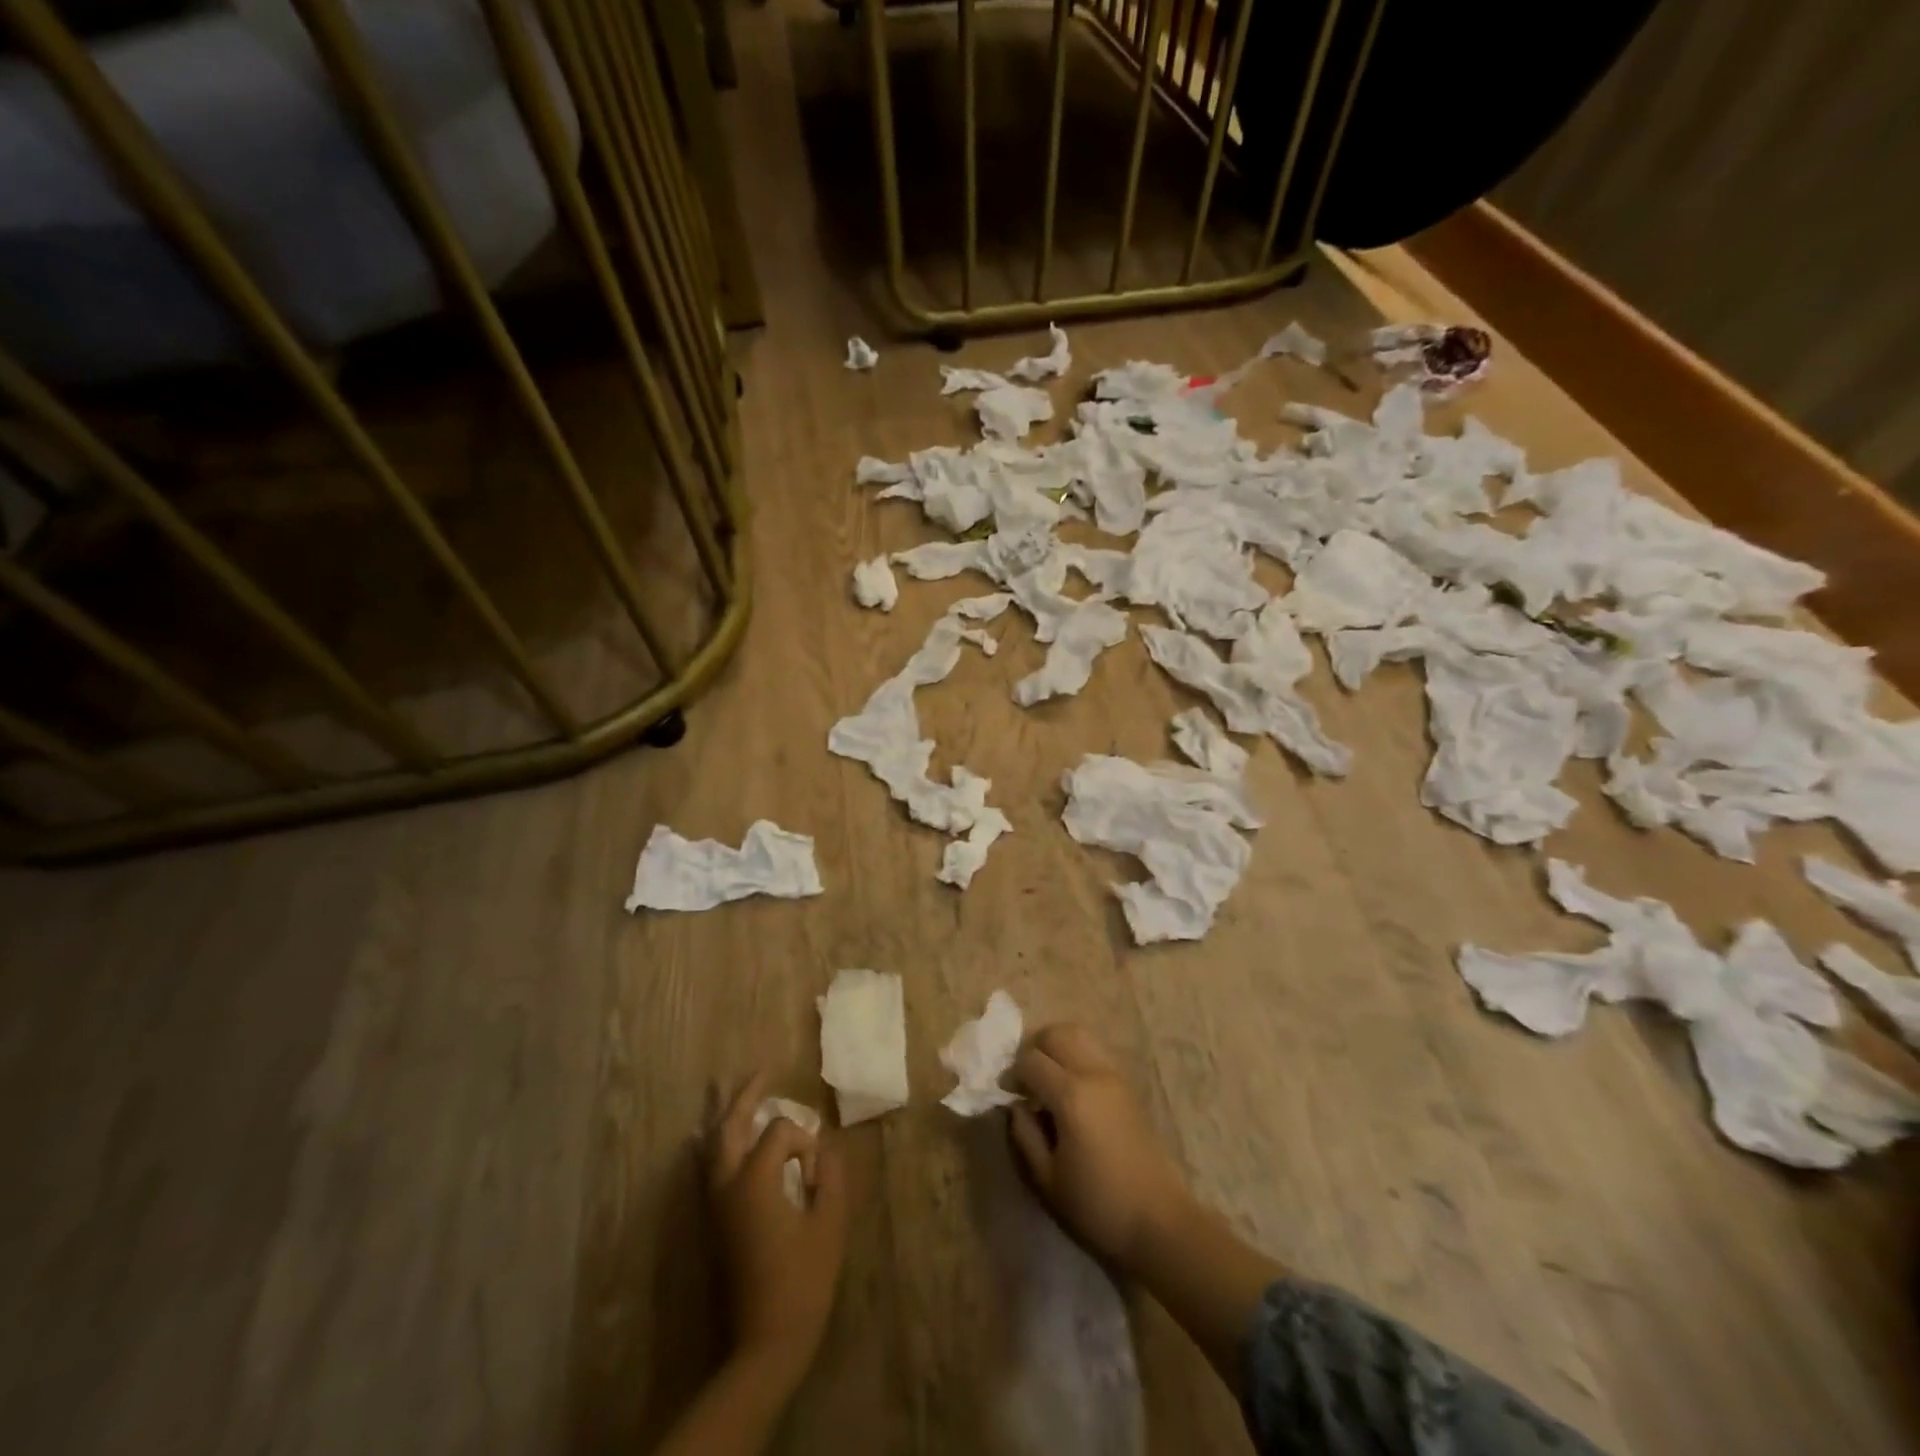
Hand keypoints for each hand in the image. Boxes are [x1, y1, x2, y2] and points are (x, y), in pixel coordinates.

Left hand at [708, 1074, 849, 1386]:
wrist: (767, 1339)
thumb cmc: (804, 1279)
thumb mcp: (829, 1222)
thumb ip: (829, 1175)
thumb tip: (822, 1146)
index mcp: (755, 1179)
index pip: (780, 1131)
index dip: (804, 1143)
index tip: (816, 1173)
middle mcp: (728, 1183)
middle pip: (730, 1124)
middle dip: (746, 1094)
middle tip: (762, 1070)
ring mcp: (715, 1202)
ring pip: (713, 1143)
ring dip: (726, 1113)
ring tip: (731, 1087)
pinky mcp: (714, 1219)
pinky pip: (707, 1166)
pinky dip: (713, 1142)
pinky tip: (713, 1133)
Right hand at [1008, 1024, 1196, 1271]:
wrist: (1160, 1223)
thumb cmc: (1098, 1207)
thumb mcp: (1047, 1180)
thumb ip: (1025, 1135)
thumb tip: (1016, 1106)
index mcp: (1071, 1095)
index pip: (1031, 1061)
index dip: (1012, 1073)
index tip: (1006, 1094)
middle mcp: (1094, 1074)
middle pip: (1057, 1033)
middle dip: (1034, 1048)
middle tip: (1025, 1079)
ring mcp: (1115, 1077)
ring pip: (1080, 1035)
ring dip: (1057, 1047)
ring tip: (1047, 1079)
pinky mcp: (1129, 1087)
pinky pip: (1096, 1053)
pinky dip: (1077, 1056)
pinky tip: (1071, 1090)